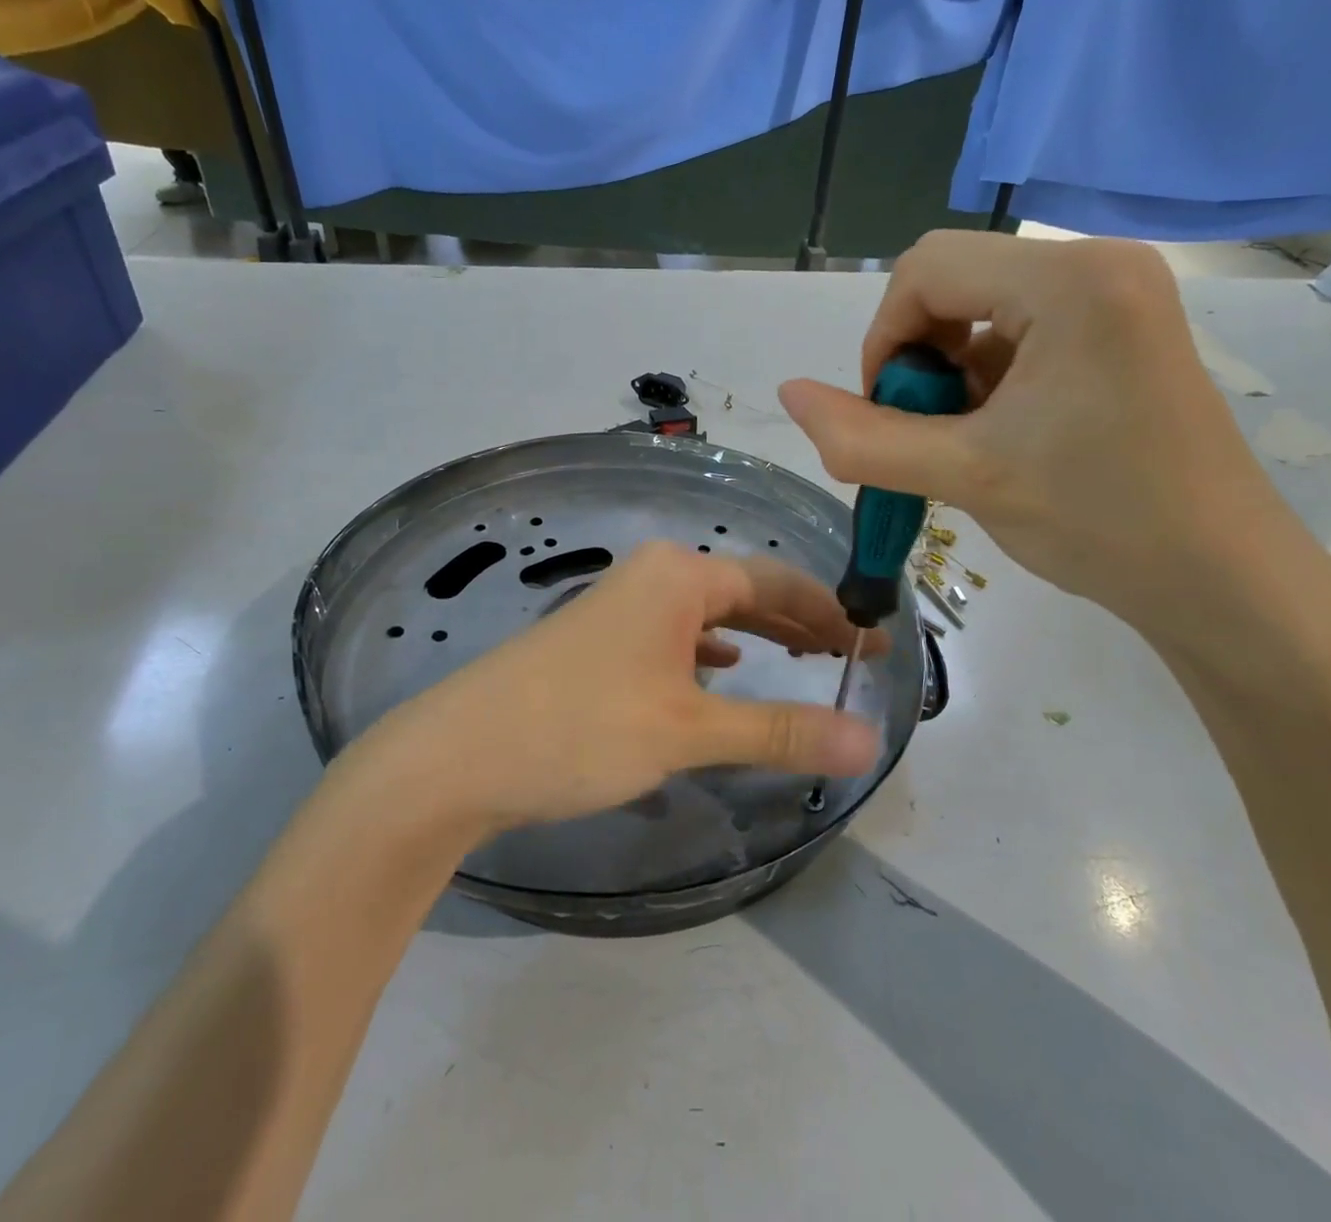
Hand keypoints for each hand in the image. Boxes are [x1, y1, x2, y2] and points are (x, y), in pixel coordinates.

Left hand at [342, 542, 883, 836]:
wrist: (457, 754)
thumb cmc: (581, 728)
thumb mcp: (688, 731)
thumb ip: (779, 730)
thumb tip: (869, 741)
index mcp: (679, 575)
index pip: (777, 583)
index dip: (830, 614)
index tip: (873, 646)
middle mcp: (652, 576)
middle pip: (744, 592)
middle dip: (798, 624)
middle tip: (847, 660)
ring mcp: (620, 606)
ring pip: (708, 615)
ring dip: (756, 638)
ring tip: (800, 664)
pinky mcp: (599, 640)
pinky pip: (675, 635)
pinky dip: (709, 653)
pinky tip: (720, 674)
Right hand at [779, 231, 1320, 634]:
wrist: (1222, 580)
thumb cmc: (1100, 521)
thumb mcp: (965, 477)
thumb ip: (863, 438)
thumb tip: (787, 393)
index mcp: (1069, 281)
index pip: (926, 269)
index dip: (884, 340)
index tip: (887, 414)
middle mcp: (1099, 265)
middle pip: (954, 281)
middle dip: (917, 357)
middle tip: (928, 432)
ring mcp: (1119, 296)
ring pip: (983, 310)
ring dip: (950, 374)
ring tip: (968, 444)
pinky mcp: (1124, 330)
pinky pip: (1022, 332)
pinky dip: (989, 380)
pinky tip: (1003, 437)